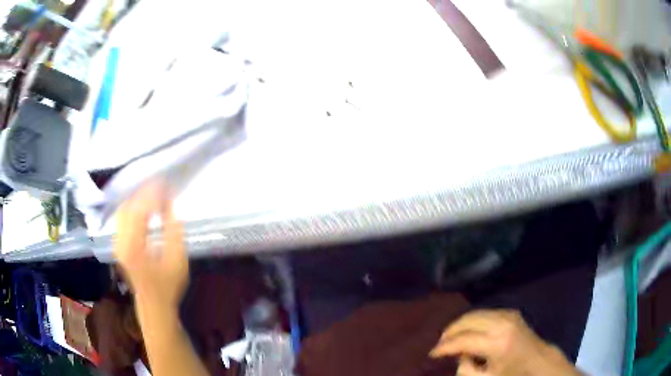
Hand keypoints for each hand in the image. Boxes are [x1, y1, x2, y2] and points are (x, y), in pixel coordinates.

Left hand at [114, 183, 187, 308]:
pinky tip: (142, 205)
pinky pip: (121, 217)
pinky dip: (131, 207)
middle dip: (142, 193)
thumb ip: (173, 230)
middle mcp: (120, 242)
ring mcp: (116, 243)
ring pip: (122, 210)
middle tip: (159, 185)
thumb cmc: (168, 286)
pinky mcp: (117, 244)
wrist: (153, 306)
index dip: (151, 194)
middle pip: (127, 206)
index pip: (139, 210)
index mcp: (134, 247)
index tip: (165, 183)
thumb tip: (169, 203)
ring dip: (136, 198)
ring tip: (152, 192)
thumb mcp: (178, 260)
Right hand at [430, 310, 579, 375]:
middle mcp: (503, 324)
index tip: (433, 353)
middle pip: (468, 320)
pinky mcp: (511, 312)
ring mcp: (508, 315)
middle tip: (441, 343)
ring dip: (460, 324)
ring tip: (451, 337)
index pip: (464, 340)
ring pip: (475, 313)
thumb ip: (466, 370)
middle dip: (451, 331)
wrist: (538, 360)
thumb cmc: (512, 373)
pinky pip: (485, 312)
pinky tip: (469, 331)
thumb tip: (459, 355)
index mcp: (498, 344)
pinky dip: (473, 321)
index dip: (445, 347)